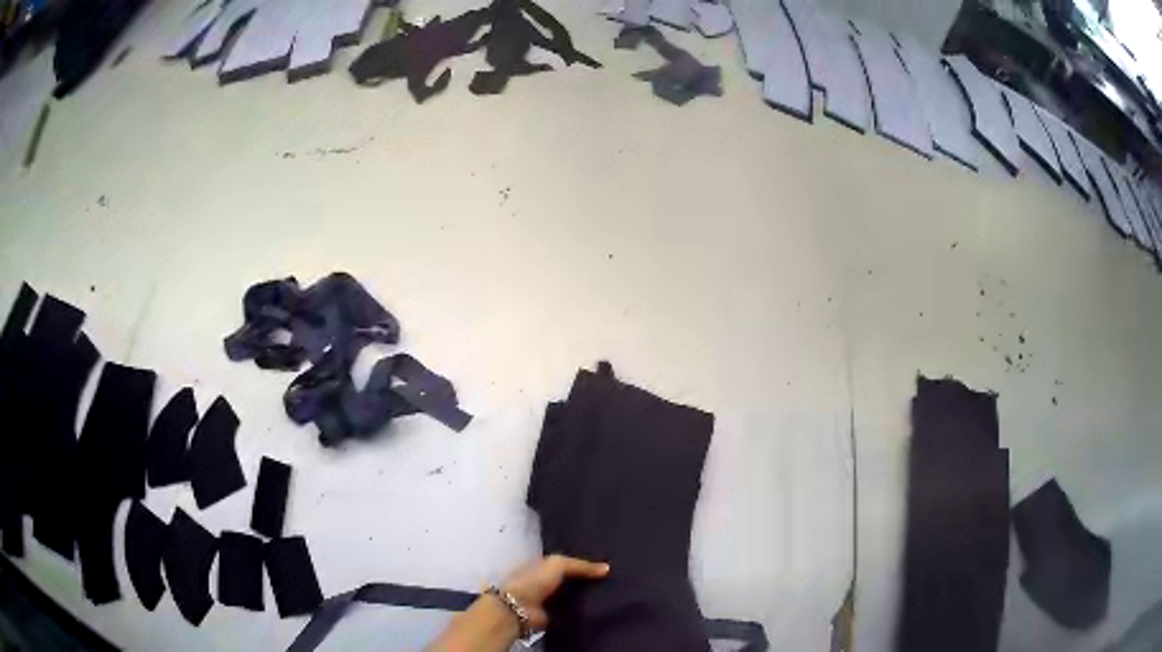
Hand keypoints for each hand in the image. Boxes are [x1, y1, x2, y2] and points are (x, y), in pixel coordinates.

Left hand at [502, 554, 609, 629]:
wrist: (519, 607)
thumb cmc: (533, 580)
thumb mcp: (558, 564)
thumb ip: (581, 565)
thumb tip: (607, 568)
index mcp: (540, 564)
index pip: (563, 561)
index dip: (580, 562)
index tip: (601, 564)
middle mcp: (543, 580)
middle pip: (568, 579)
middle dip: (584, 580)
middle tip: (609, 580)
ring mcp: (547, 598)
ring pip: (570, 595)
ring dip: (583, 596)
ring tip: (608, 593)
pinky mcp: (551, 614)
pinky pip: (570, 610)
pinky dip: (580, 610)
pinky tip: (597, 608)